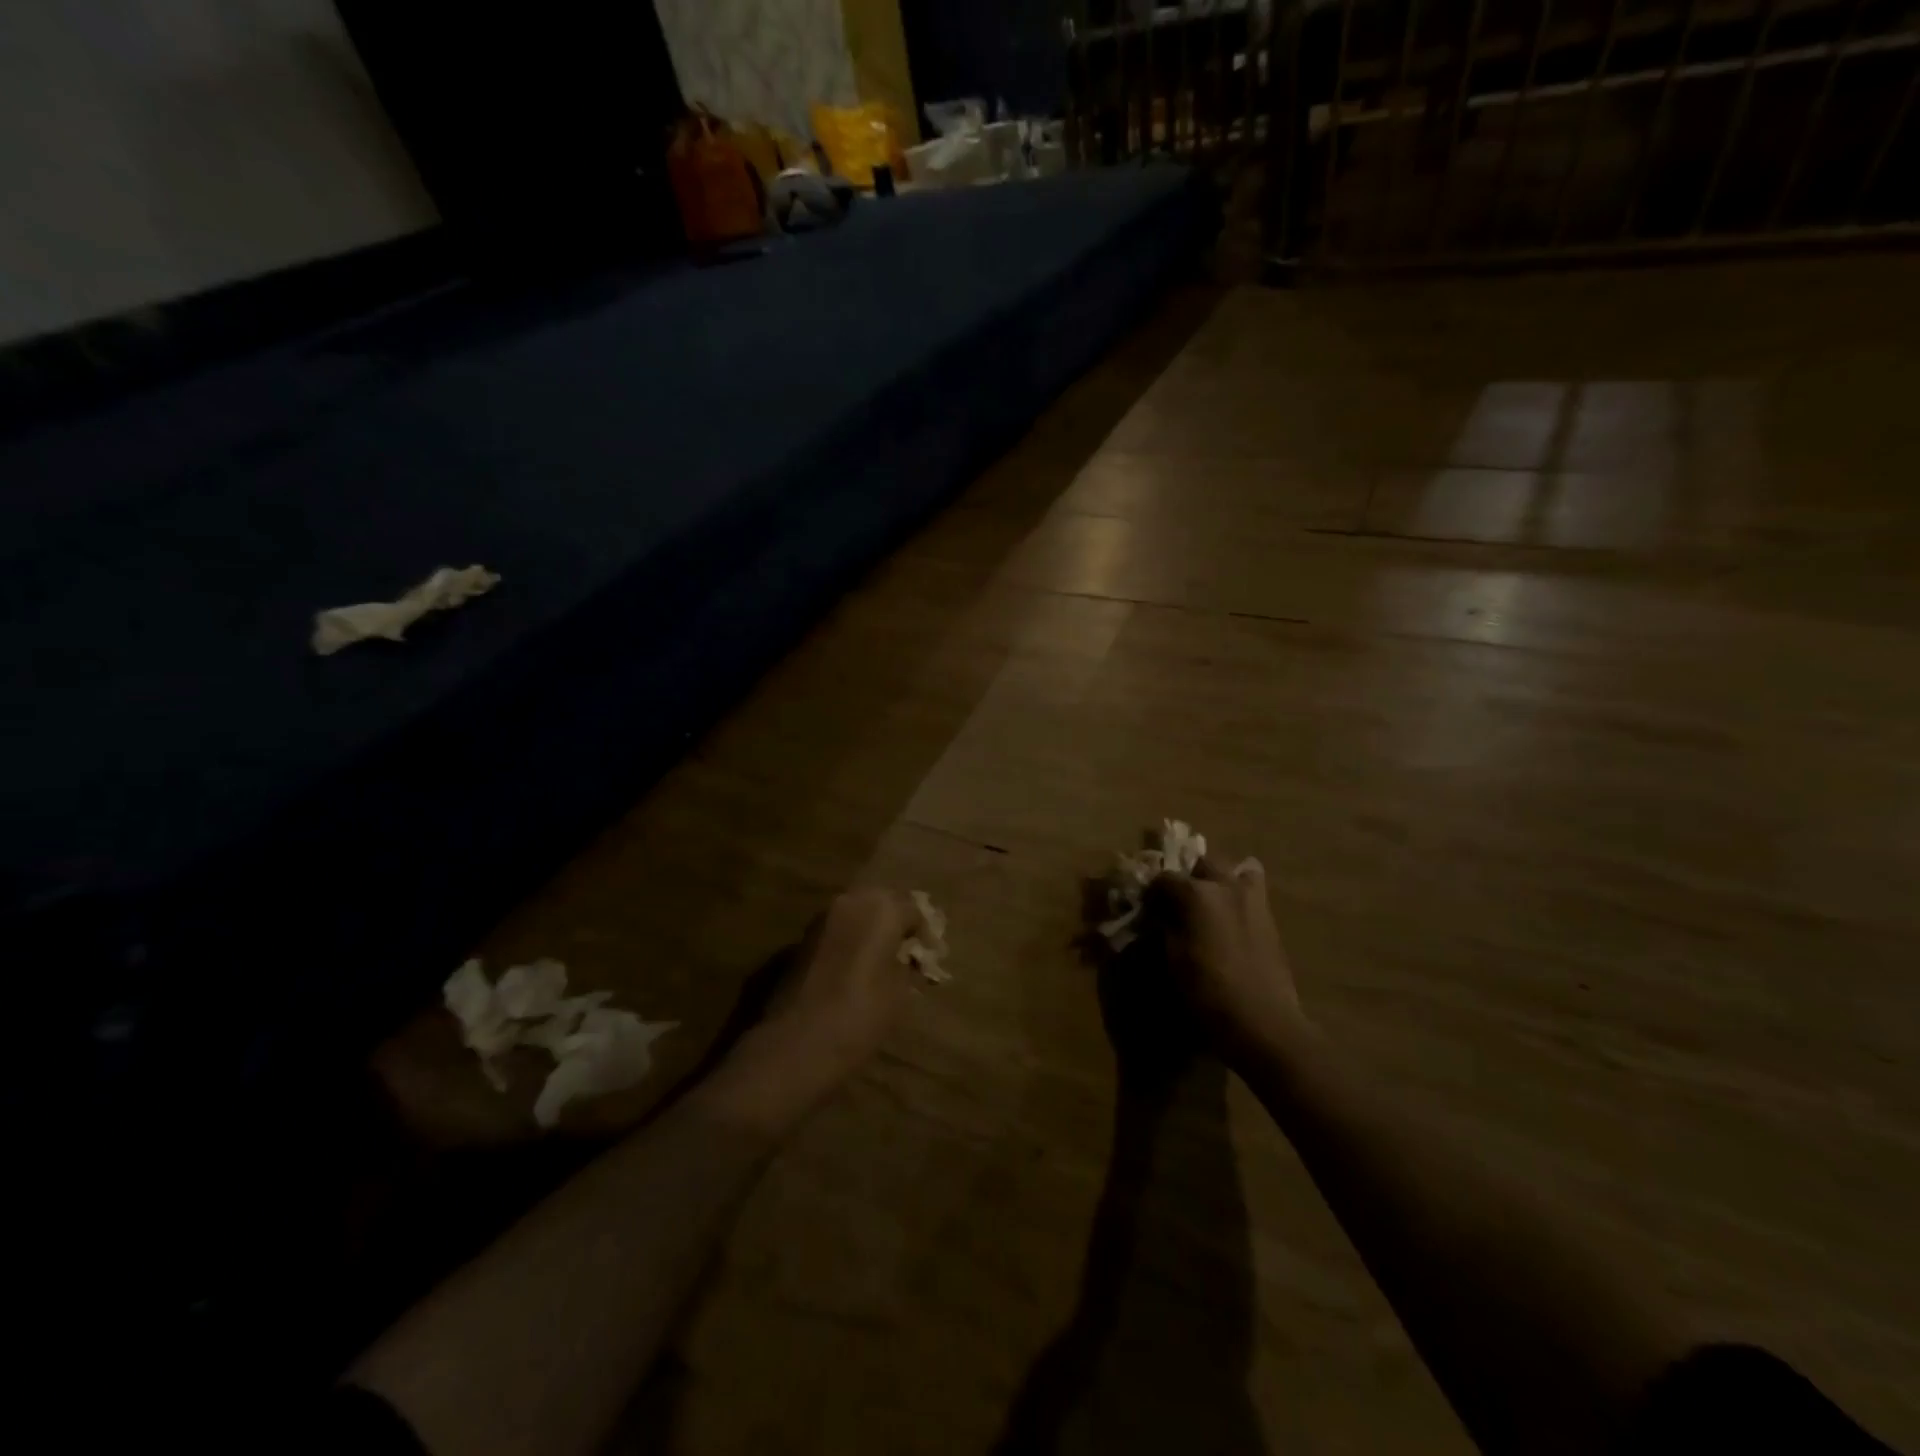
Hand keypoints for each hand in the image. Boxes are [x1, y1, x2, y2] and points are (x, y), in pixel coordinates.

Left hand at [697, 887, 920, 1135]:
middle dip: (895, 923)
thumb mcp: (900, 993)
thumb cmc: (860, 1015)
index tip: (930, 958)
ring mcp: (821, 919)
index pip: (913, 908)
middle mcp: (850, 902)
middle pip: (882, 902)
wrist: (796, 1044)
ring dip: (870, 930)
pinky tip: (854, 969)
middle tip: (907, 952)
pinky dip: (848, 941)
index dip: (925, 933)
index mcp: (880, 908)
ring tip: (881, 961)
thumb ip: (908, 966)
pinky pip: (835, 931)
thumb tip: (910, 959)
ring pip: (855, 913)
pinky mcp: (801, 939)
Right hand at [1148, 854, 1307, 1062]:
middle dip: (1190, 877)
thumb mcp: (1170, 959)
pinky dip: (1239, 897)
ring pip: (1238, 870)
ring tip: (1210, 905)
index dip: (1152, 893)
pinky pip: (1253, 893)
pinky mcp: (1271, 920)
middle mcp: (1226, 887)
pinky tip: (1230, 923)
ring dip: (1221, 881)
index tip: (1146, 910)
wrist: (1262, 1021)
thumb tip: (1157, 916)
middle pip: (1204, 863)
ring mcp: (1254, 901)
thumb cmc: (1206, 991)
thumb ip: (1162, 928)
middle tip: (1180, 903)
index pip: (1164, 878)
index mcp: (1196, 894)